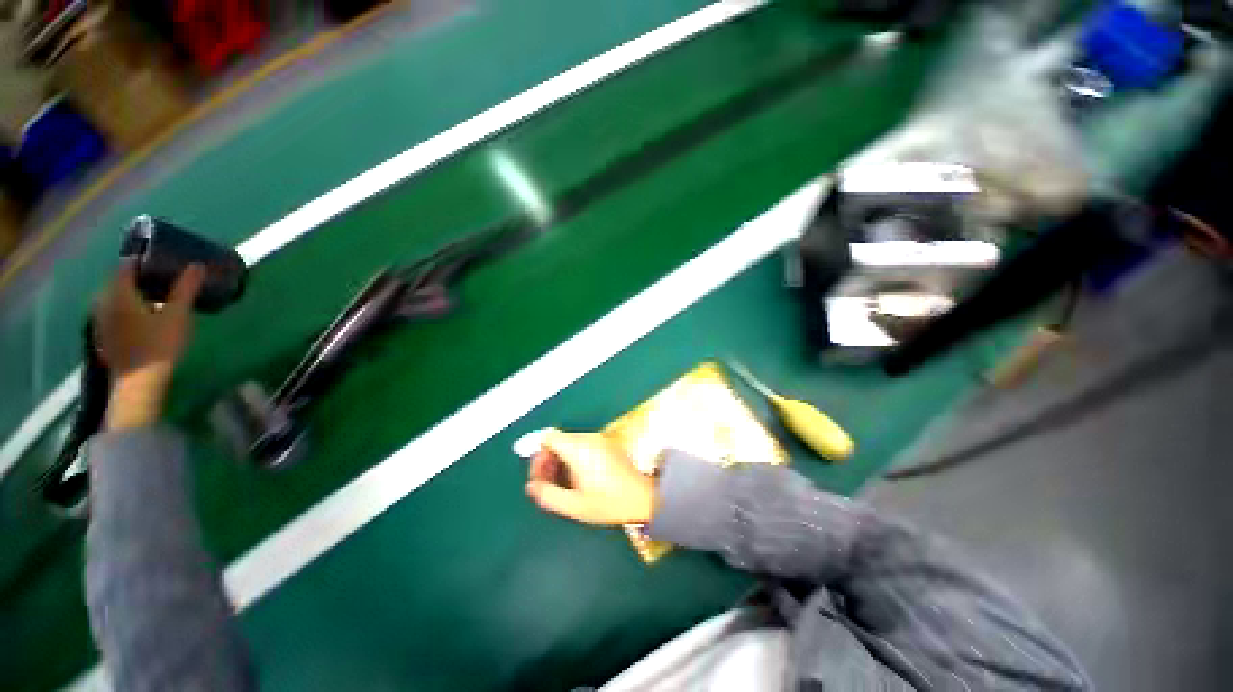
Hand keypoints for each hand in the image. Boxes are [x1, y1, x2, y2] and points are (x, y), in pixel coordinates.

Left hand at [95, 262, 204, 429]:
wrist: (138, 384)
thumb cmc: (158, 346)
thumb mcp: (178, 316)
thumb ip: (186, 289)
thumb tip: (197, 265)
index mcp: (119, 292)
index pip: (127, 265)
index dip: (144, 259)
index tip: (162, 259)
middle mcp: (104, 302)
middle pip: (119, 281)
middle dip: (139, 277)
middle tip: (162, 278)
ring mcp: (101, 321)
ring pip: (115, 298)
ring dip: (132, 295)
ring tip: (154, 298)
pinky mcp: (104, 336)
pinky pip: (113, 313)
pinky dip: (127, 310)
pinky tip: (141, 318)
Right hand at [525, 429, 657, 525]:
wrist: (643, 498)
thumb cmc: (610, 503)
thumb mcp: (575, 505)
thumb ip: (548, 495)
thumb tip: (531, 487)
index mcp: (578, 449)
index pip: (547, 437)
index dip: (537, 455)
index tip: (538, 476)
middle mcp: (588, 438)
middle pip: (557, 440)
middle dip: (547, 461)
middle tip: (546, 484)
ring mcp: (599, 440)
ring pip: (569, 443)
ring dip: (559, 460)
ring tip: (562, 485)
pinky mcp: (607, 444)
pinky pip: (582, 445)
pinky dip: (573, 458)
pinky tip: (577, 479)